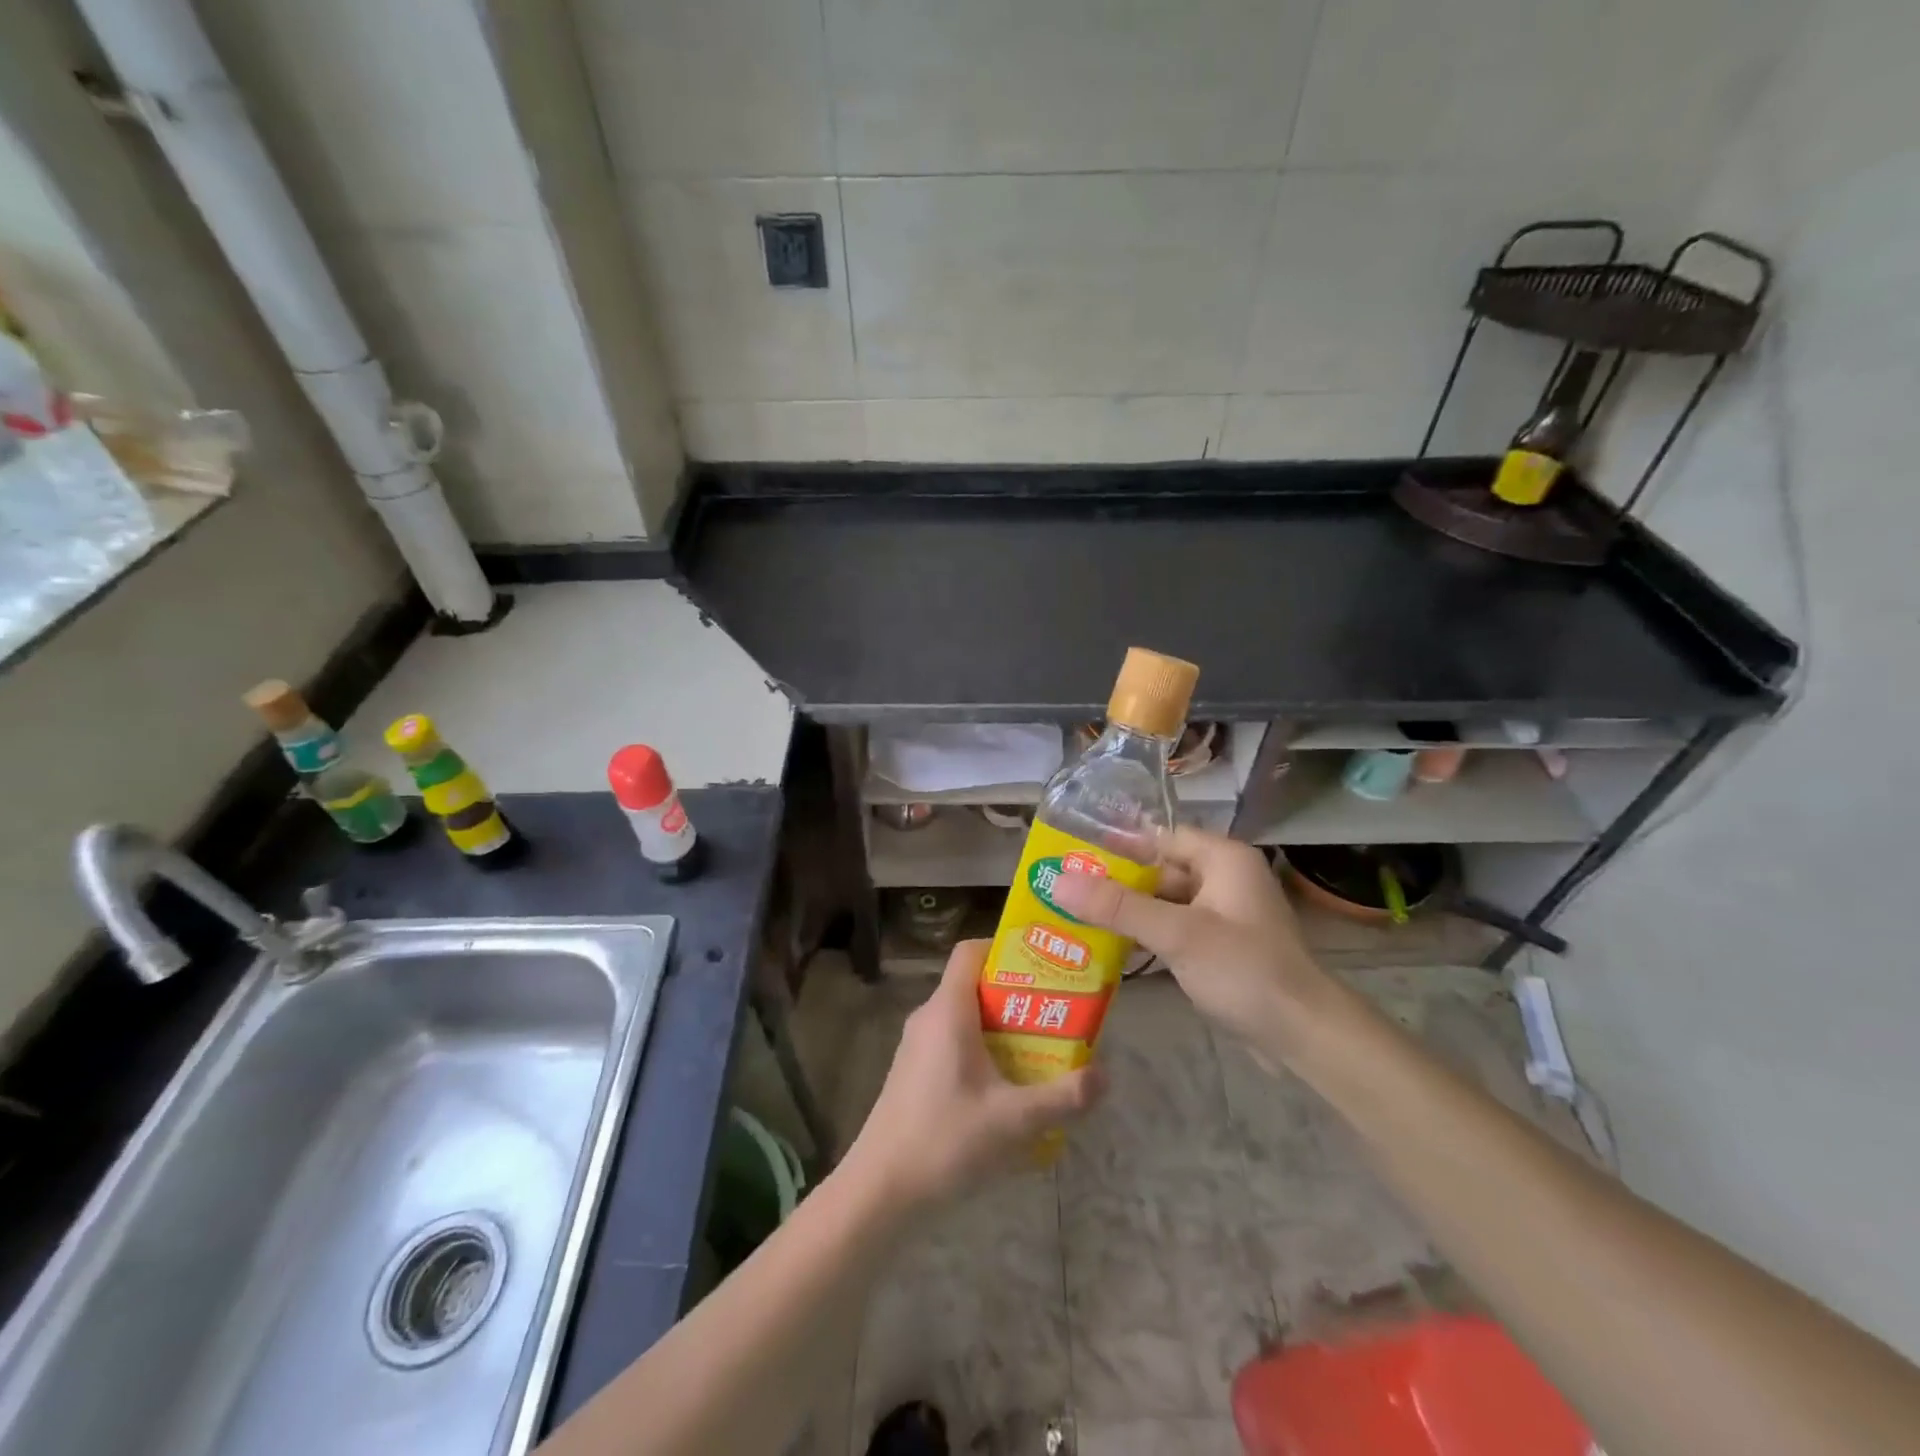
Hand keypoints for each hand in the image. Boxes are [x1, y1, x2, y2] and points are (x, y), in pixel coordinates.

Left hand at [842, 939, 1104, 1208]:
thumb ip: (1063, 1097)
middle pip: (976, 984)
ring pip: (967, 1017)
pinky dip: (984, 1050)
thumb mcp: (1014, 1121)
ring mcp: (918, 1045)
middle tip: (1058, 1013)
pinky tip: (1009, 1087)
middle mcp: (929, 1017)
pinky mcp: (915, 1072)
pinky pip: (955, 1042)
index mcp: (948, 1010)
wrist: (880, 1190)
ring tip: (1043, 1049)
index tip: (1043, 965)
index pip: (971, 950)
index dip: (1006, 948)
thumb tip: (1105, 1075)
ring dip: (1004, 1027)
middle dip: (1019, 995)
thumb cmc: (945, 1140)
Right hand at [1050, 828, 1331, 1064]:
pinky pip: (1173, 929)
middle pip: (1158, 869)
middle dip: (1115, 883)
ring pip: (1163, 902)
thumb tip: (1058, 881)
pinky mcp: (1219, 946)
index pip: (1159, 837)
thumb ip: (1117, 906)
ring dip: (1127, 912)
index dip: (1116, 845)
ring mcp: (1222, 914)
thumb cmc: (1244, 969)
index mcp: (1222, 858)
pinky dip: (1145, 935)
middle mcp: (1223, 878)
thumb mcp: (1177, 934)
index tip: (1072, 855)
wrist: (1303, 1034)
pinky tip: (1108, 947)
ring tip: (1074, 916)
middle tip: (1064, 889)